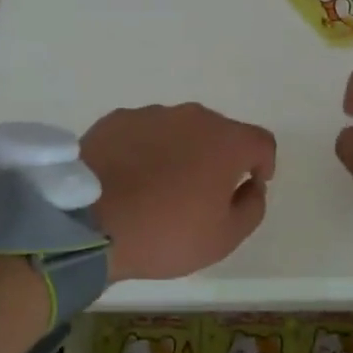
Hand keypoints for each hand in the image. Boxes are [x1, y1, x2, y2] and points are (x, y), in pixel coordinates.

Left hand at [82, 104, 276, 281]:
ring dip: (181, 152)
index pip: (261, 142)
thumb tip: (252, 186)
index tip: (252, 185)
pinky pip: (143, 133)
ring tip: (161, 187)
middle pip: (219, 132)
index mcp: (226, 141)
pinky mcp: (116, 120)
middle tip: (204, 192)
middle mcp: (193, 117)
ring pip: (179, 130)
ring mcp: (151, 115)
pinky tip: (130, 179)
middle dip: (219, 158)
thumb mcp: (224, 237)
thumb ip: (251, 207)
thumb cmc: (165, 233)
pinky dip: (145, 151)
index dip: (263, 163)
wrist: (88, 222)